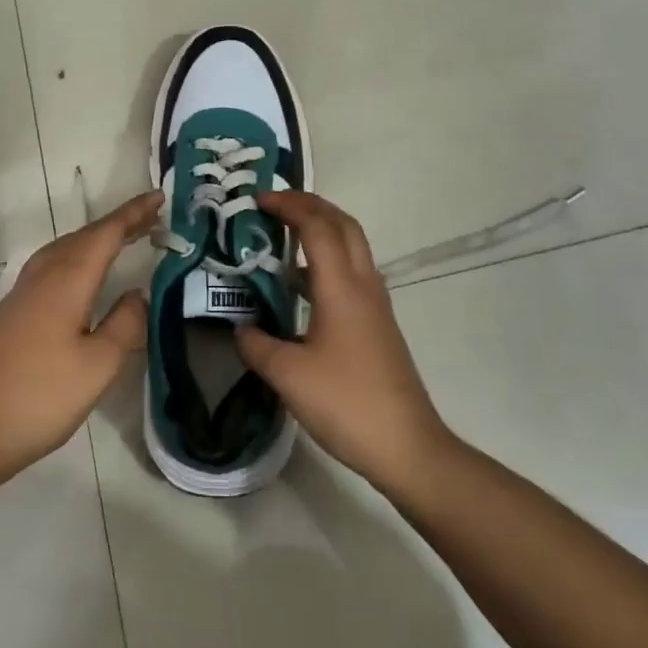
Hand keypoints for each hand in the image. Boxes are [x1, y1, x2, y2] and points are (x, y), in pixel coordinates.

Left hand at [0, 189, 160, 483]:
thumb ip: (124, 324)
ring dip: (95, 238)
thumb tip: (138, 293)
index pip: (106, 234)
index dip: (133, 214)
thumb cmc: (41, 398)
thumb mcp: (98, 366)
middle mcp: (43, 276)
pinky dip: (77, 255)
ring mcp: (22, 292)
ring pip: (64, 249)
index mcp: (67, 281)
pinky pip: (52, 265)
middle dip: (118, 223)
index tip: (159, 197)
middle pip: (84, 236)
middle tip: (150, 216)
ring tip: (122, 238)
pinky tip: (82, 273)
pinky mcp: (12, 310)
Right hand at [235, 190, 452, 493]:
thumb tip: (240, 327)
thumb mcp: (288, 375)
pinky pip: (352, 271)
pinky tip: (302, 285)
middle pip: (342, 224)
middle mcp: (363, 285)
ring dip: (321, 230)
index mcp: (341, 287)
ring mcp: (375, 304)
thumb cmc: (346, 403)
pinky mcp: (378, 324)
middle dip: (310, 205)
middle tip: (274, 205)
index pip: (317, 226)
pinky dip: (327, 259)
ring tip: (284, 236)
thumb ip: (257, 345)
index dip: (288, 206)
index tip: (257, 200)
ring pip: (352, 246)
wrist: (407, 447)